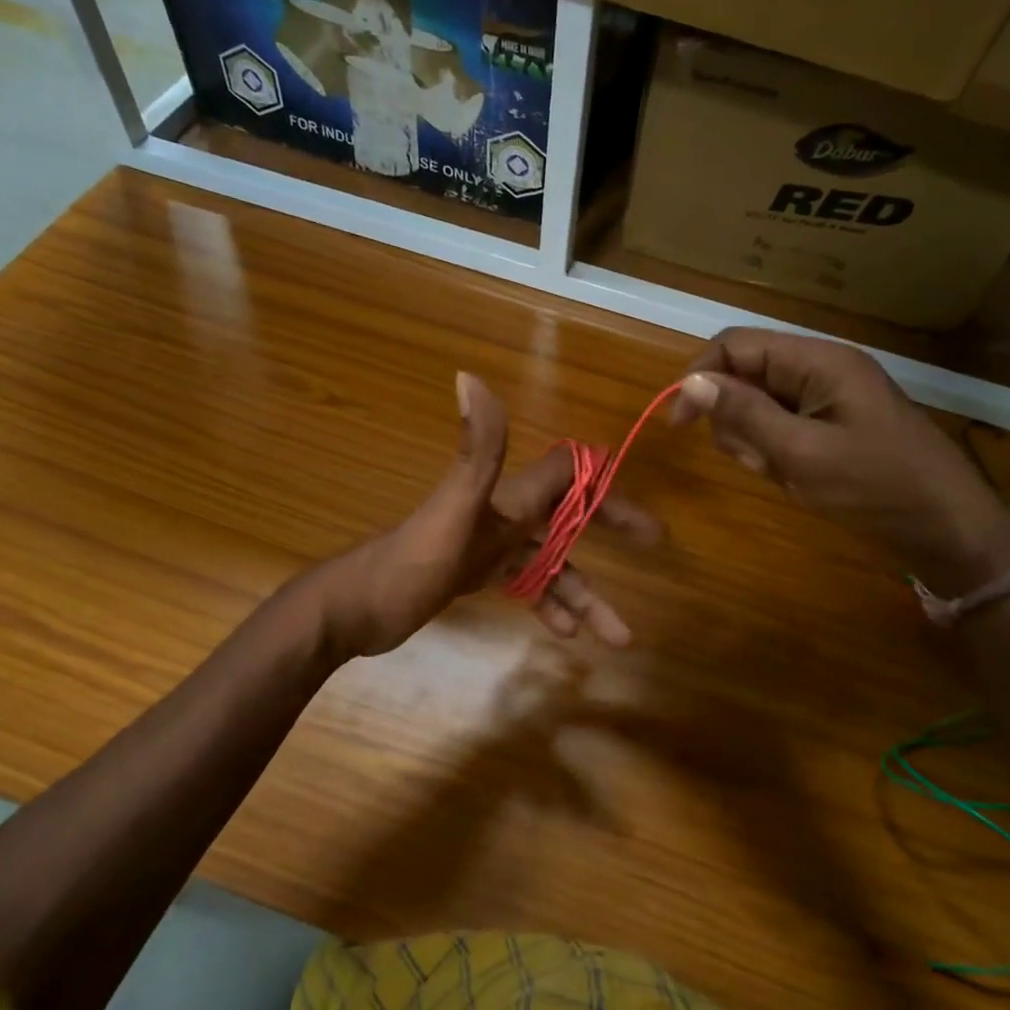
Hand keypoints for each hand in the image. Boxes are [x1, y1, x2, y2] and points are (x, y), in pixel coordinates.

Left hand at [315, 373, 661, 657]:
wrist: (355, 608)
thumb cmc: (411, 561)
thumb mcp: (452, 509)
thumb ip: (477, 451)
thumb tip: (471, 376)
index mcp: (506, 495)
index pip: (567, 474)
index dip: (605, 485)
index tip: (643, 515)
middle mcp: (503, 513)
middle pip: (568, 516)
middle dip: (610, 528)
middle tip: (653, 544)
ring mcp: (488, 544)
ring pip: (550, 563)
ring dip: (584, 593)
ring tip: (618, 634)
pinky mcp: (474, 572)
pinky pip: (523, 583)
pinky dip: (546, 602)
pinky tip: (565, 632)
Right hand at [671, 328, 1009, 596]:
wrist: (949, 531)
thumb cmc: (877, 488)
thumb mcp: (802, 453)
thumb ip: (744, 414)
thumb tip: (689, 382)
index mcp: (819, 361)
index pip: (737, 346)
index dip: (700, 376)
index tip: (679, 424)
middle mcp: (821, 371)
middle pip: (746, 375)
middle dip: (735, 418)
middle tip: (756, 459)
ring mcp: (828, 401)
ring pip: (760, 406)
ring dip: (755, 441)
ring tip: (783, 473)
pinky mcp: (832, 428)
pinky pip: (783, 430)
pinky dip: (776, 454)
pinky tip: (798, 480)